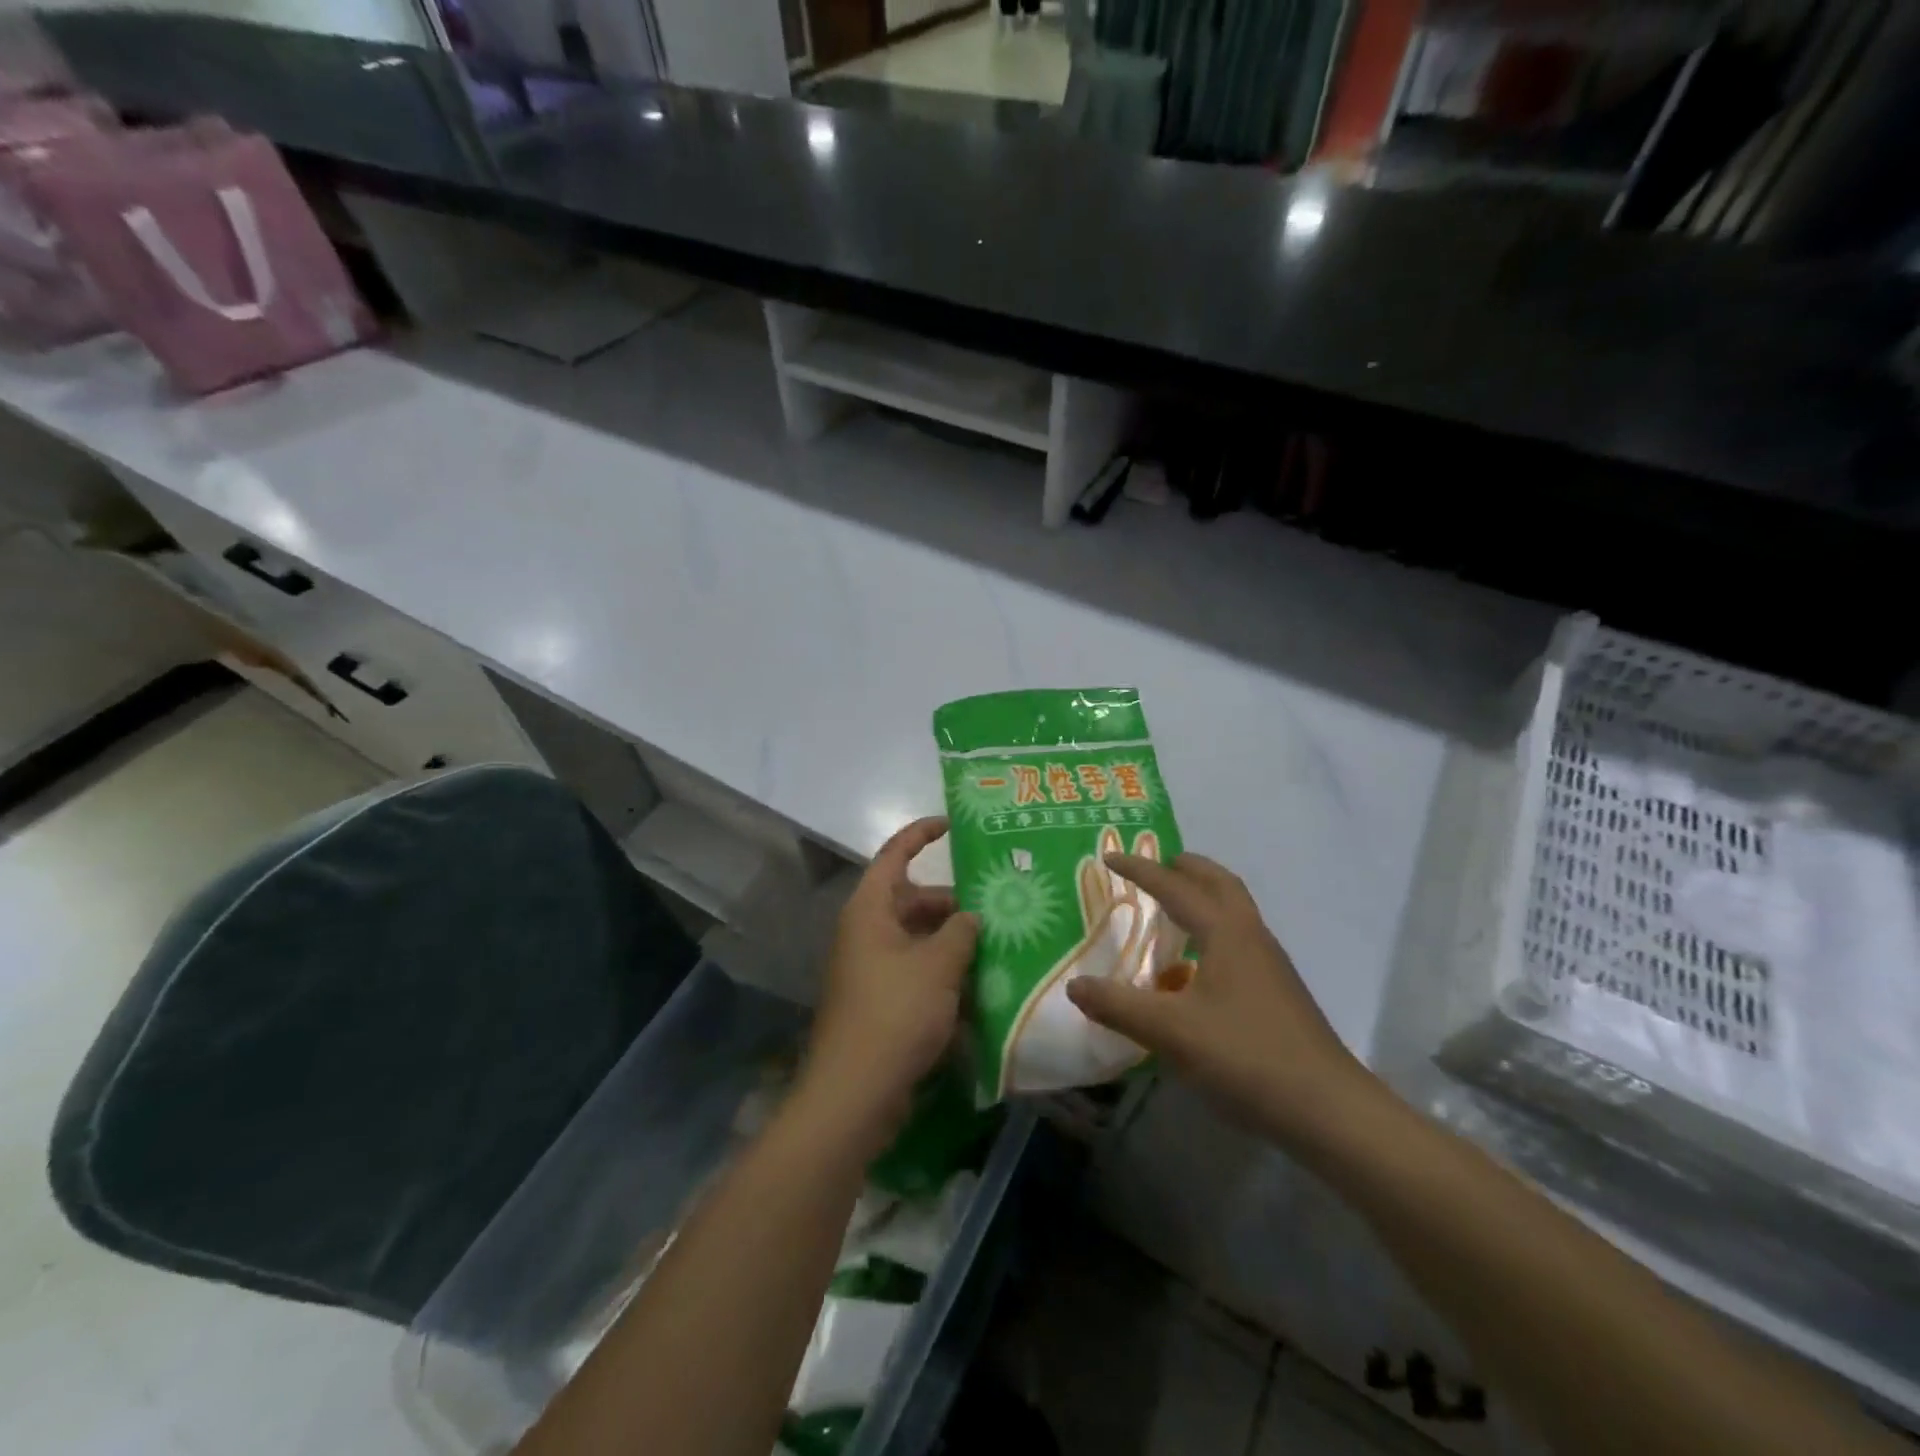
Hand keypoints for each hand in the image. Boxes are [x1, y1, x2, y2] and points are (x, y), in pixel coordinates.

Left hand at [800, 816, 978, 1152]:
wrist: (856, 1093)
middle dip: (952, 903)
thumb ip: (961, 932)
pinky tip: (979, 987)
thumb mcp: (938, 965)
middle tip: (997, 907)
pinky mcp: (881, 1002)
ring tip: (998, 946)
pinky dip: (943, 973)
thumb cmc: (895, 1013)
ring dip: (953, 941)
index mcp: (870, 910)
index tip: (954, 826)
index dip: (921, 834)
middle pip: (912, 900)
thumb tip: (972, 916)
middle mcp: (867, 932)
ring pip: (918, 939)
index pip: (894, 855)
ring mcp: (872, 969)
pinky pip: (916, 972)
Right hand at [1066, 851, 1374, 1147]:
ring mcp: (1271, 965)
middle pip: (1220, 884)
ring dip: (1204, 897)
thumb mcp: (1172, 1032)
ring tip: (1172, 910)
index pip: (1176, 888)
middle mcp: (1252, 937)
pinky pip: (1240, 941)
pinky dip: (1213, 931)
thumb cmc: (1247, 1057)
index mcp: (1226, 933)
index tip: (1110, 858)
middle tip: (1156, 866)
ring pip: (1235, 912)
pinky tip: (1197, 968)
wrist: (1329, 1111)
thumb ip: (1119, 1006)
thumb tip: (1075, 985)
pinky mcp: (1279, 992)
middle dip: (1186, 868)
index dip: (1140, 871)